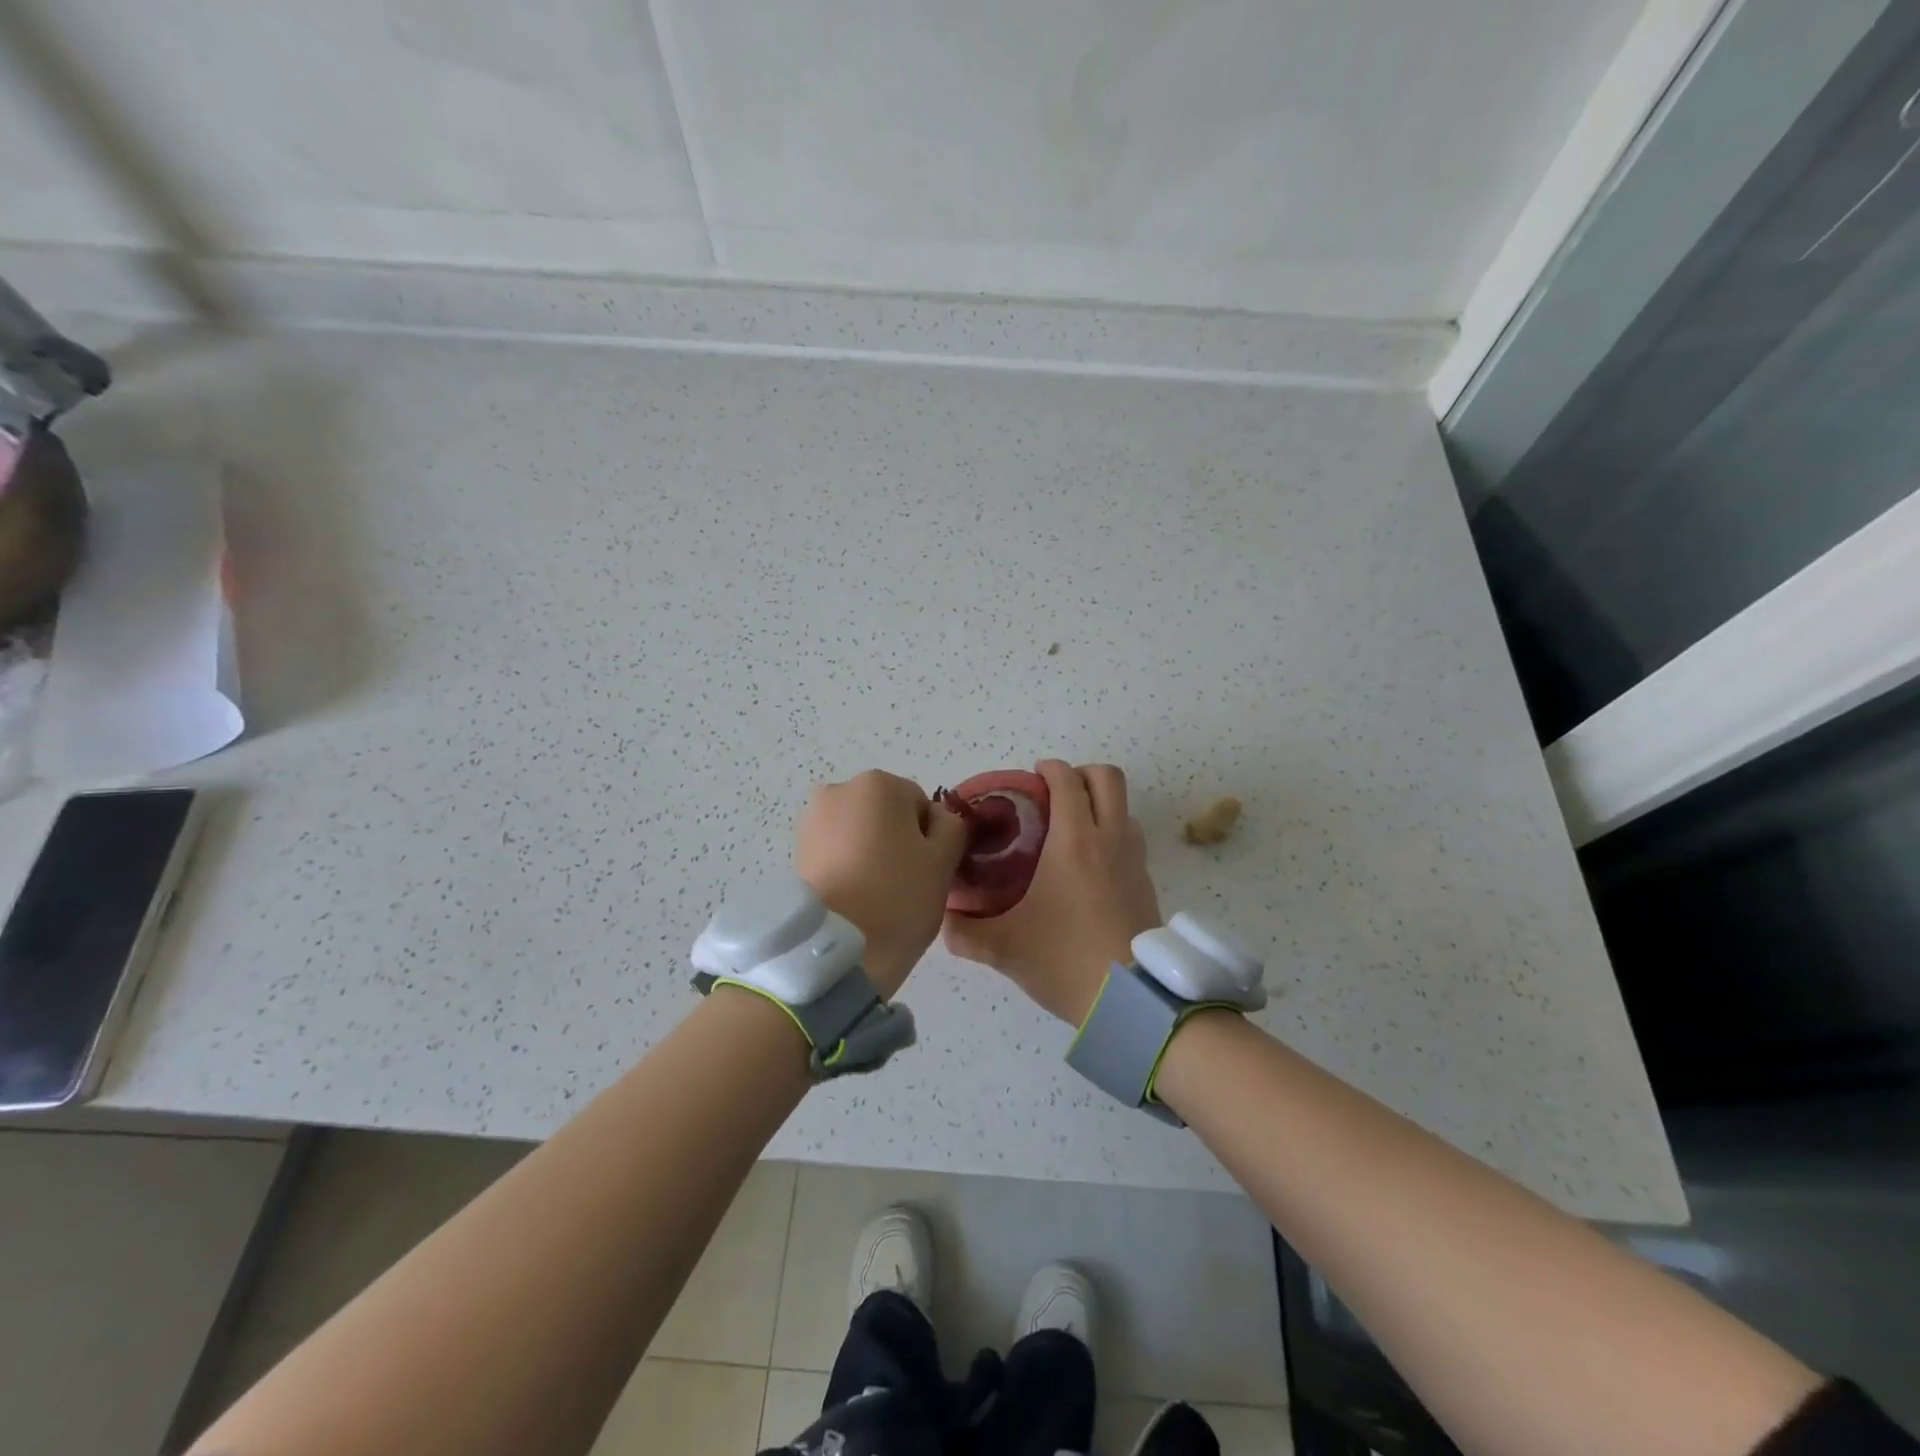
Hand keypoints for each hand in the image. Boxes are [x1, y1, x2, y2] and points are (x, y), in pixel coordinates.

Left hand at [795, 770, 967, 998]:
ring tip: (876, 892)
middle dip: (897, 839)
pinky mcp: (797, 849)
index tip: (927, 869)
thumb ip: (952, 826)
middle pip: (886, 812)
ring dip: (871, 851)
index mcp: (879, 783)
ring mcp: (812, 819)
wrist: (838, 949)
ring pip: (860, 830)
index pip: (920, 803)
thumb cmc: (898, 896)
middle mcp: (840, 790)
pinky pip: (836, 849)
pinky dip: (848, 864)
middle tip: (904, 882)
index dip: (930, 837)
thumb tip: (938, 819)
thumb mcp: (944, 859)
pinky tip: (855, 895)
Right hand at [943, 760, 1161, 1023]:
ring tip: (1071, 826)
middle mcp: (1109, 839)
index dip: (1050, 769)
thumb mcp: (1005, 947)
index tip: (1033, 775)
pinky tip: (1090, 864)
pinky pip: (1131, 837)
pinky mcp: (1147, 882)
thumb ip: (966, 932)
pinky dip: (1112, 832)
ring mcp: (1134, 859)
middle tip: (1055, 791)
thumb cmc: (1065, 959)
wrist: (1131, 998)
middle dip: (1082, 773)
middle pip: (1107, 778)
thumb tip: (944, 919)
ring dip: (1100, 802)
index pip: (1067, 781)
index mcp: (1073, 841)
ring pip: (1124, 807)